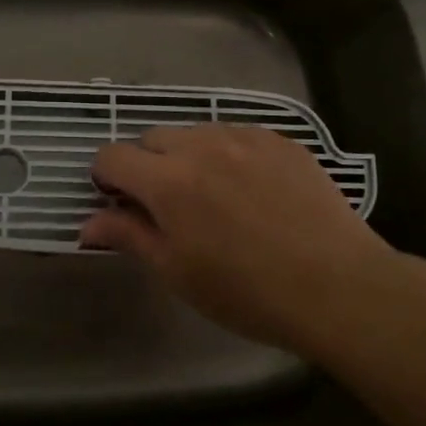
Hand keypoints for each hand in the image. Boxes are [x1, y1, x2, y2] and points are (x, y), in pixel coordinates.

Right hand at [81, 124, 398, 352]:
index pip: (113, 155)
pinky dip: (228, 154)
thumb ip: (128, 236)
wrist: (338, 286)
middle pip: (152, 137)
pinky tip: (252, 189)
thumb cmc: (247, 292)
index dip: (106, 177)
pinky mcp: (279, 139)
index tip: (119, 202)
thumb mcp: (178, 272)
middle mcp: (201, 145)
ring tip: (214, 196)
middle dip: (147, 165)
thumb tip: (87, 224)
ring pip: (195, 133)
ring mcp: (244, 136)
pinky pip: (236, 135)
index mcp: (168, 181)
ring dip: (188, 156)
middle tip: (168, 206)